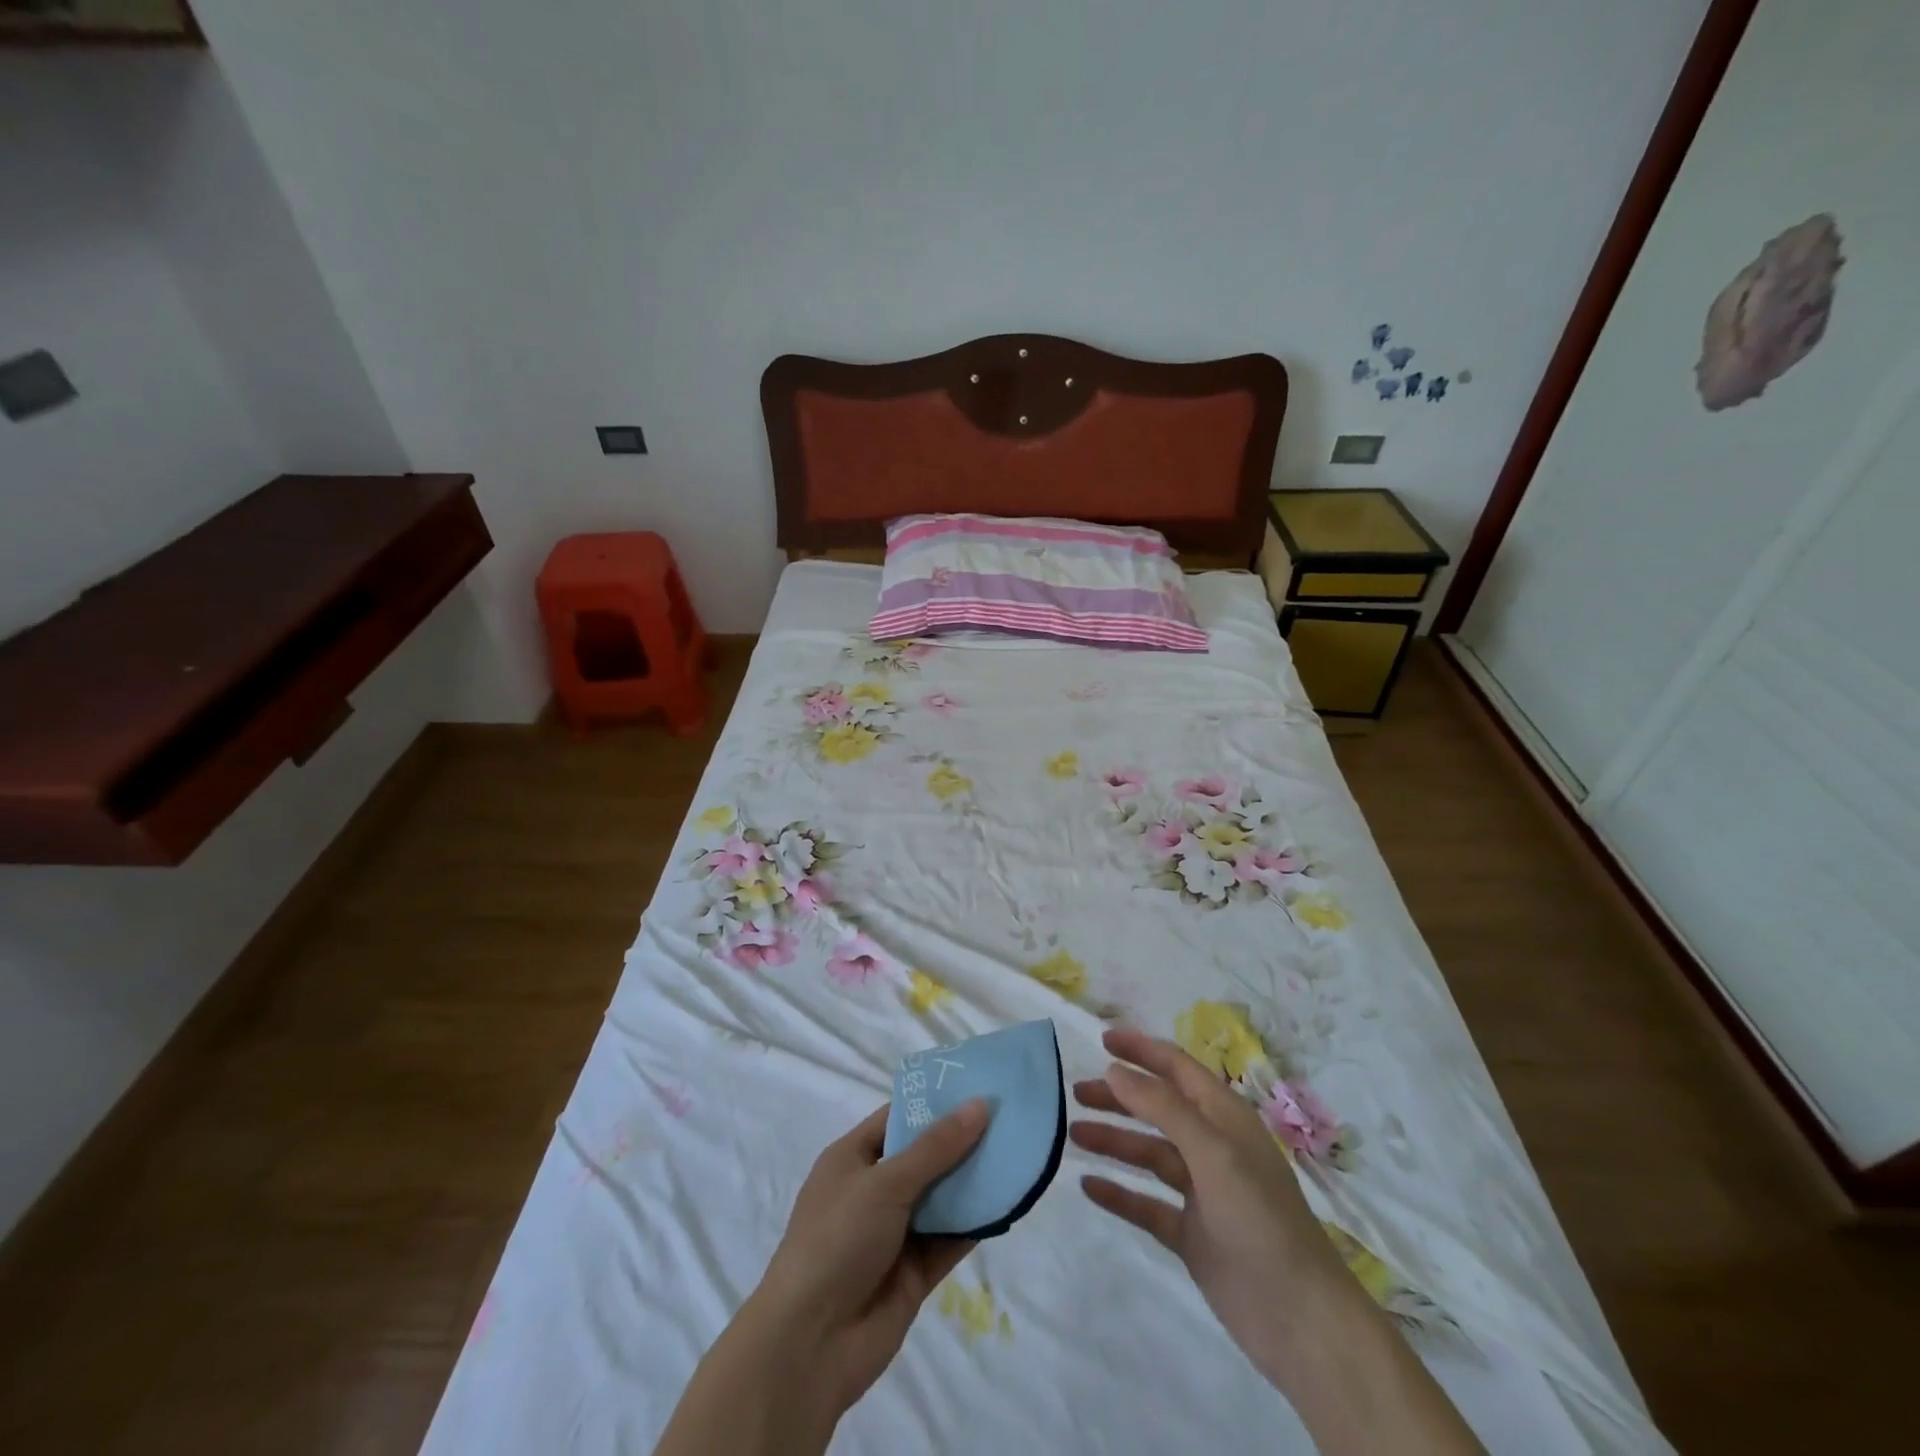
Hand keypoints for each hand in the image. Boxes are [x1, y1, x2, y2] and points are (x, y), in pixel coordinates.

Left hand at [655, 1101, 988, 1455]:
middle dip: (963, 1139)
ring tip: (1019, 1152)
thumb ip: (936, 1148)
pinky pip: (951, 1238)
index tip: (978, 1085)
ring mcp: (895, 1232)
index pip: (898, 1118)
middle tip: (1010, 1116)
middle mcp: (874, 1190)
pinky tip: (1009, 1203)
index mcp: (853, 1159)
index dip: (935, 1102)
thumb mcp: (885, 1182)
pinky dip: (976, 1223)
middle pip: (925, 1156)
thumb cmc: (837, 1240)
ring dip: (974, 1180)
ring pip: (942, 1197)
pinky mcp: (915, 1271)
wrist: (810, 1345)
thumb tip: (979, 1104)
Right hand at [1071, 1028, 1349, 1383]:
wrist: (1301, 1321)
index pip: (1177, 1068)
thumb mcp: (1213, 1152)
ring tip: (1073, 1134)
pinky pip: (1147, 1203)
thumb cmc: (1260, 1220)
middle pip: (1158, 1108)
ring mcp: (1202, 1191)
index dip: (1141, 1050)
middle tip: (1076, 1093)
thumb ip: (1163, 1107)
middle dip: (1119, 1097)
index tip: (1101, 1039)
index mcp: (1224, 1118)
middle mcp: (1212, 1147)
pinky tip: (1088, 1186)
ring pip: (1149, 1153)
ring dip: (1114, 1140)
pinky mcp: (1192, 1233)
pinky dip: (1119, 1193)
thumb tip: (1114, 1069)